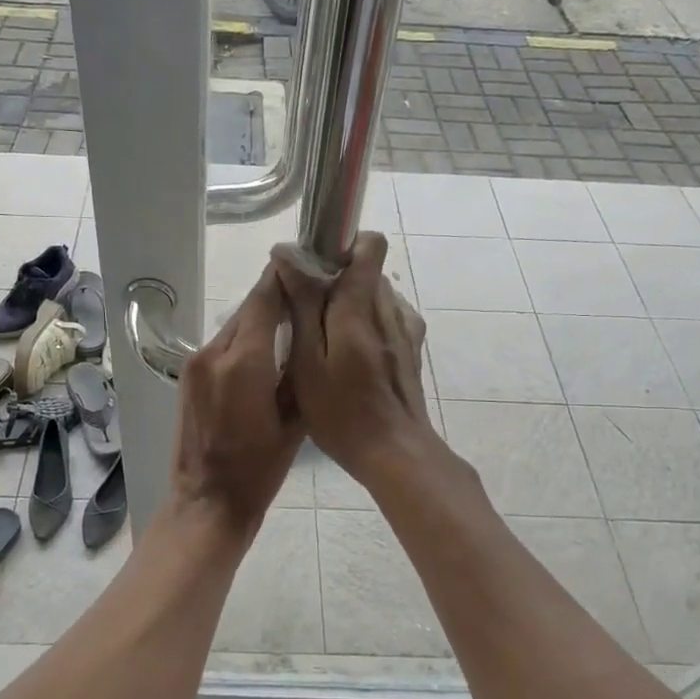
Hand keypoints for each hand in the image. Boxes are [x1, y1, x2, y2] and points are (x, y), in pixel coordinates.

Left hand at [168, 262, 303, 534]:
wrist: (208, 501)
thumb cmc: (260, 469)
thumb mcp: (294, 419)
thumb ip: (299, 369)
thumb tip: (307, 331)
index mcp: (244, 362)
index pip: (264, 299)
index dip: (286, 277)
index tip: (308, 263)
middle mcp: (214, 353)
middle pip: (248, 309)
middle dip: (276, 298)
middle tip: (308, 294)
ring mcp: (196, 364)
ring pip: (235, 326)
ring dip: (260, 320)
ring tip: (291, 323)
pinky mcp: (188, 376)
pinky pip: (222, 345)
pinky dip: (244, 340)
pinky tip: (265, 352)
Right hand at [272, 232, 437, 488]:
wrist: (394, 453)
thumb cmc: (341, 412)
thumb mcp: (308, 360)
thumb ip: (303, 305)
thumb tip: (288, 255)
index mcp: (361, 307)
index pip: (369, 245)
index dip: (341, 245)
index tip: (313, 267)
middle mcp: (390, 308)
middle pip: (367, 271)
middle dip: (336, 280)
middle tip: (306, 313)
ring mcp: (405, 330)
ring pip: (377, 295)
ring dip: (350, 304)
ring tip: (326, 339)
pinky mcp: (411, 350)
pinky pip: (387, 318)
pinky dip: (367, 324)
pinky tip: (352, 356)